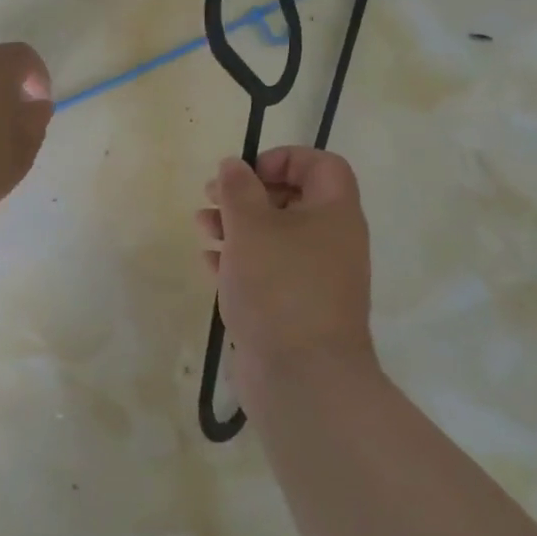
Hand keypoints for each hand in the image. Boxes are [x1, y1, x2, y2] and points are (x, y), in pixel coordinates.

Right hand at [196, 147, 374, 410]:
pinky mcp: (294, 307)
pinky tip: (209, 262)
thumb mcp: (252, 227)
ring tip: (202, 226)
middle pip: (292, 200)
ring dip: (237, 225)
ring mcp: (314, 278)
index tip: (246, 173)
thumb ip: (239, 189)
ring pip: (275, 237)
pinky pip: (267, 271)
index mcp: (334, 214)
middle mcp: (331, 241)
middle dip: (248, 193)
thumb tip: (234, 164)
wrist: (303, 377)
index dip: (284, 158)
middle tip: (212, 196)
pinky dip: (239, 260)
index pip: (322, 165)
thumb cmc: (279, 287)